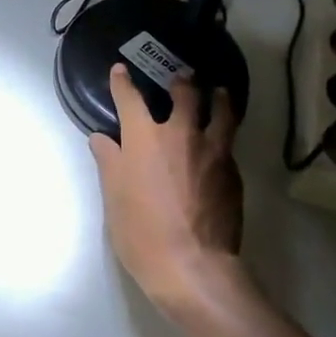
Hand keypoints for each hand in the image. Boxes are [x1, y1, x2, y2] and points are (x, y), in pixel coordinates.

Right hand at [90, 65, 248, 327]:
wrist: (192, 266)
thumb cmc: (141, 232)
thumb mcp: (113, 197)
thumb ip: (109, 162)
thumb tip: (102, 139)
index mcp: (144, 139)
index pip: (130, 99)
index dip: (123, 82)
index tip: (120, 70)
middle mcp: (181, 135)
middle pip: (185, 95)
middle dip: (182, 82)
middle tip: (183, 75)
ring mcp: (213, 152)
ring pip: (221, 112)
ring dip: (218, 98)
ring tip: (219, 92)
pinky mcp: (233, 173)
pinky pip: (229, 143)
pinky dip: (225, 133)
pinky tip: (223, 141)